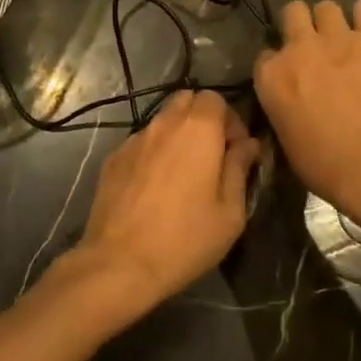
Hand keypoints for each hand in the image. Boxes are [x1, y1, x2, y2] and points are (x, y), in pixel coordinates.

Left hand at [69, 90, 258, 314]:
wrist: (120, 262)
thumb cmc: (186, 238)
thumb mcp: (230, 211)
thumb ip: (239, 168)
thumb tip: (247, 144)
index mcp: (198, 129)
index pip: (215, 98)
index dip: (230, 119)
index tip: (235, 150)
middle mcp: (164, 124)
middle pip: (186, 100)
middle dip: (203, 119)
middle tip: (212, 155)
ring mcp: (134, 139)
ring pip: (162, 121)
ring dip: (177, 136)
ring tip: (183, 173)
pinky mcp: (113, 158)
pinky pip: (141, 143)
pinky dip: (154, 153)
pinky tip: (155, 187)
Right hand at [253, 0, 360, 220]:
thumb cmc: (327, 167)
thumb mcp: (288, 144)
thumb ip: (284, 113)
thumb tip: (293, 110)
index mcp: (271, 77)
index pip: (265, 56)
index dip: (278, 64)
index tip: (289, 77)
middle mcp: (298, 48)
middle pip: (292, 14)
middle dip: (300, 25)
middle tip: (314, 46)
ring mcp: (336, 38)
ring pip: (326, 7)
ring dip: (332, 21)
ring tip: (344, 39)